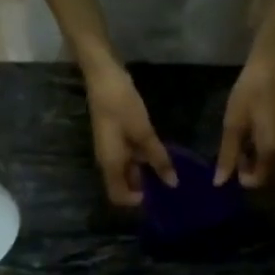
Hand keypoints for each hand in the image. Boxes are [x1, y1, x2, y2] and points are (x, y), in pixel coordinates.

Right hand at [83, 59, 176, 207]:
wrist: (102, 73)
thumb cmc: (120, 104)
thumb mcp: (143, 132)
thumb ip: (158, 158)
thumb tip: (172, 183)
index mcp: (110, 164)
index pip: (118, 196)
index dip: (136, 201)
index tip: (158, 196)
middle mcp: (109, 161)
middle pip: (124, 185)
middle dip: (145, 188)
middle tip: (169, 186)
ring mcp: (112, 148)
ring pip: (129, 170)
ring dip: (146, 172)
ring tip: (170, 171)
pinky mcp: (116, 136)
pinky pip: (130, 156)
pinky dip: (144, 158)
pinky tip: (160, 153)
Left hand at [217, 52, 274, 189]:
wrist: (273, 66)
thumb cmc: (250, 93)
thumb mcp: (233, 125)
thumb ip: (227, 156)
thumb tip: (219, 183)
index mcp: (272, 152)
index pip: (257, 180)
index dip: (243, 175)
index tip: (235, 157)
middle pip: (270, 178)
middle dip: (255, 170)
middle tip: (243, 150)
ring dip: (264, 164)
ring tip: (252, 144)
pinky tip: (264, 141)